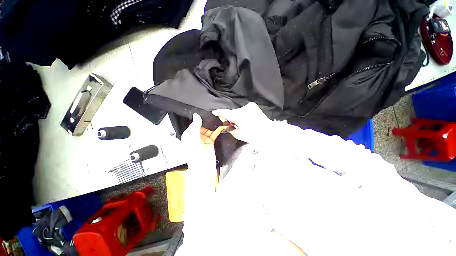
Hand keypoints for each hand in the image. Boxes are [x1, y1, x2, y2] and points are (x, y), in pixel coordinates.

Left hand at [181, 113, 226, 167]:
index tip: (205, 113)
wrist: (202, 167)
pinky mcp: (211, 141)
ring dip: (213, 125)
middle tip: (214, 115)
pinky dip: (218, 130)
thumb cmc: (194, 154)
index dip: (199, 118)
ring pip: (209, 129)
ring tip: (219, 119)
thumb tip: (196, 115)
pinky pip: (214, 133)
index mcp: (189, 135)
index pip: (194, 123)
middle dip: (208, 121)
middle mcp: (196, 136)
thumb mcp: (192, 138)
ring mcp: (204, 139)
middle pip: (202, 126)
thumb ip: (195, 126)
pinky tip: (221, 126)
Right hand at [212, 102, 272, 143]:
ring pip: (238, 111)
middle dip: (229, 117)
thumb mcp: (239, 135)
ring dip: (236, 116)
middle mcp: (244, 109)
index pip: (226, 113)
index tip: (215, 112)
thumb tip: (226, 123)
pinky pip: (243, 110)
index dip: (220, 112)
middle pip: (232, 112)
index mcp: (240, 116)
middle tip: (229, 123)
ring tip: (239, 122)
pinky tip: (245, 119)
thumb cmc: (254, 136)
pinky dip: (242, 114)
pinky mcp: (253, 106)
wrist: (269, 132)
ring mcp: (249, 106)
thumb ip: (230, 128)